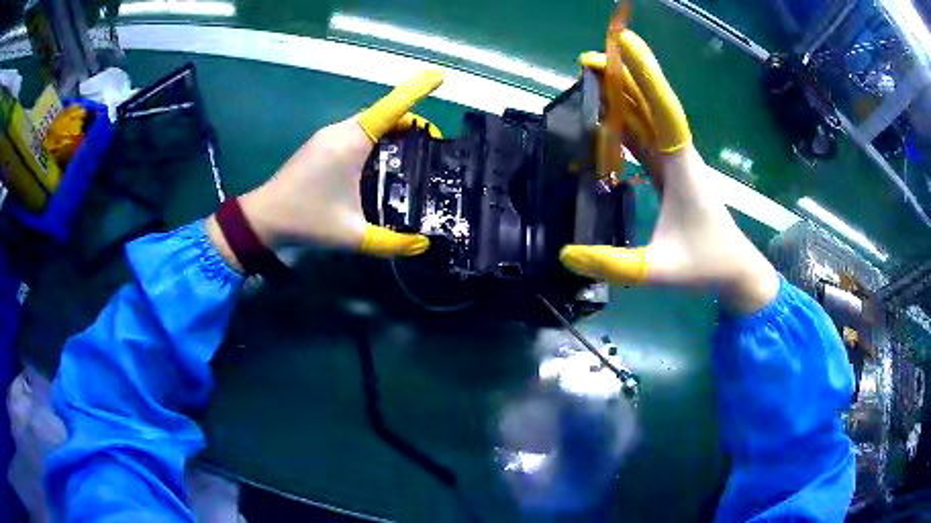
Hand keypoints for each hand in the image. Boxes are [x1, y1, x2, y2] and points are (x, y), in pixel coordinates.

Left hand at [207, 70, 444, 267]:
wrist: (262, 218)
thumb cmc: (306, 220)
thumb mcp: (352, 236)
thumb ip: (391, 243)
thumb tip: (423, 246)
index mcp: (352, 142)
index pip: (392, 107)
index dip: (417, 89)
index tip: (440, 76)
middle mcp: (341, 131)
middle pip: (386, 114)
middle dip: (413, 124)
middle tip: (433, 149)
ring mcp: (329, 136)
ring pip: (371, 123)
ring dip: (395, 132)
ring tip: (414, 158)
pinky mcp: (321, 145)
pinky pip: (358, 132)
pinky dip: (377, 140)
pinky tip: (383, 165)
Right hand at [561, 31, 777, 313]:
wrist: (734, 270)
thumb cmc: (706, 263)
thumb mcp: (659, 269)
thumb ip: (614, 264)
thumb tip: (567, 255)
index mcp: (680, 166)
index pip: (662, 109)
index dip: (644, 75)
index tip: (624, 44)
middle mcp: (677, 155)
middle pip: (650, 104)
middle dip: (623, 76)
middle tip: (587, 59)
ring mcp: (674, 162)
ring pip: (646, 118)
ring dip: (621, 95)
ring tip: (590, 77)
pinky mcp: (669, 172)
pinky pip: (644, 138)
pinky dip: (624, 122)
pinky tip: (605, 117)